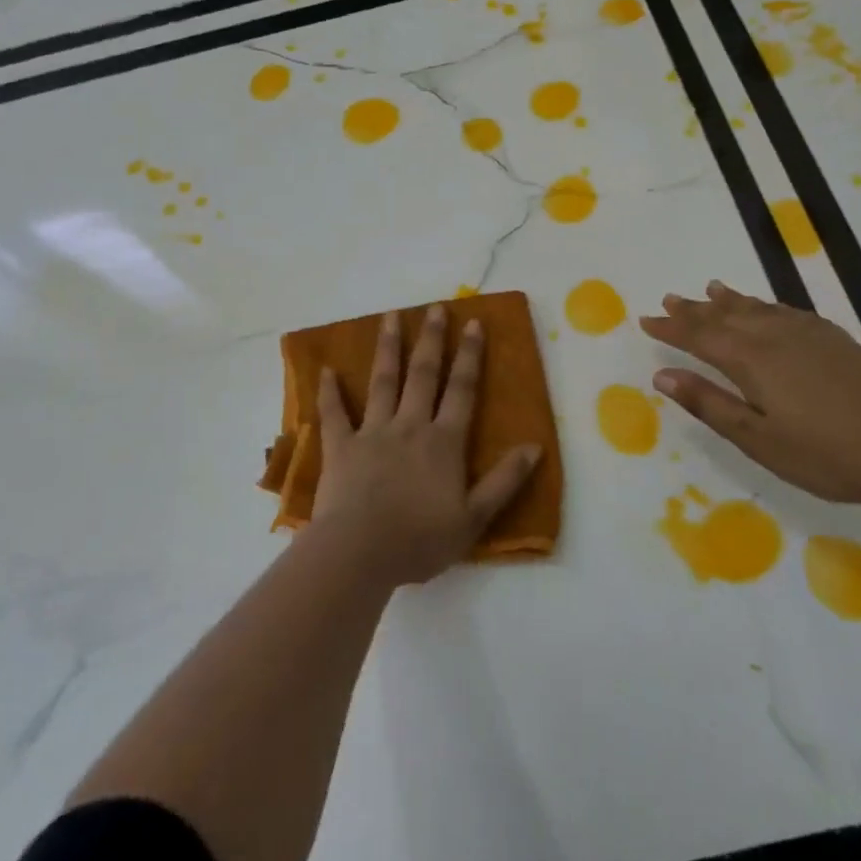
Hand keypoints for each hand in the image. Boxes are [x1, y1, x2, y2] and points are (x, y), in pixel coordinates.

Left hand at [311, 304, 541, 585]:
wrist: (360, 553)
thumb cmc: (420, 540)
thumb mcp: (474, 518)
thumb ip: (504, 481)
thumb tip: (535, 447)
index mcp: (443, 442)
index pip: (461, 389)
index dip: (470, 356)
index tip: (474, 324)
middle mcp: (409, 426)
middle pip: (423, 374)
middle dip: (431, 339)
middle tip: (435, 307)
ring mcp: (372, 433)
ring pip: (382, 382)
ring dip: (387, 348)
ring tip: (390, 317)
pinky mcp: (340, 447)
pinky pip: (334, 414)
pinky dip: (329, 392)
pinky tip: (326, 369)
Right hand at [638, 281, 860, 505]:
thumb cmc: (827, 454)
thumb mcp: (758, 439)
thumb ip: (709, 404)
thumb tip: (662, 374)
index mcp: (751, 360)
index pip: (699, 337)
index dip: (671, 328)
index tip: (645, 320)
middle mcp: (773, 336)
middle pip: (723, 316)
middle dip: (692, 310)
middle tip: (667, 299)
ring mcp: (807, 332)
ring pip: (754, 308)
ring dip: (726, 300)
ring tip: (707, 289)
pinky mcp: (832, 337)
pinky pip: (783, 309)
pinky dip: (761, 303)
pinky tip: (762, 307)